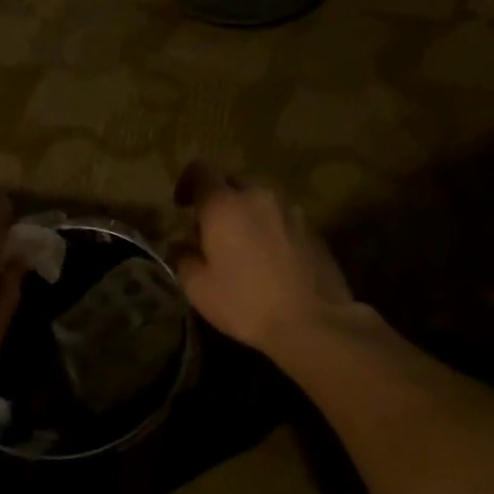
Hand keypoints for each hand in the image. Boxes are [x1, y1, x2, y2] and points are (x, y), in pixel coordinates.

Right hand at [171, 163, 360, 354]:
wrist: (312, 322)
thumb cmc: (245, 303)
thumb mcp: (199, 288)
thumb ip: (183, 258)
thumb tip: (179, 245)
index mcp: (224, 205)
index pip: (200, 171)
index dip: (186, 184)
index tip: (181, 207)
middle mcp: (259, 197)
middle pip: (233, 183)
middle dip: (218, 202)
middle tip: (210, 233)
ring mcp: (291, 212)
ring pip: (260, 202)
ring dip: (246, 216)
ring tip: (242, 249)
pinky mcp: (313, 231)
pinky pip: (282, 220)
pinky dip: (270, 231)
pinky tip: (269, 263)